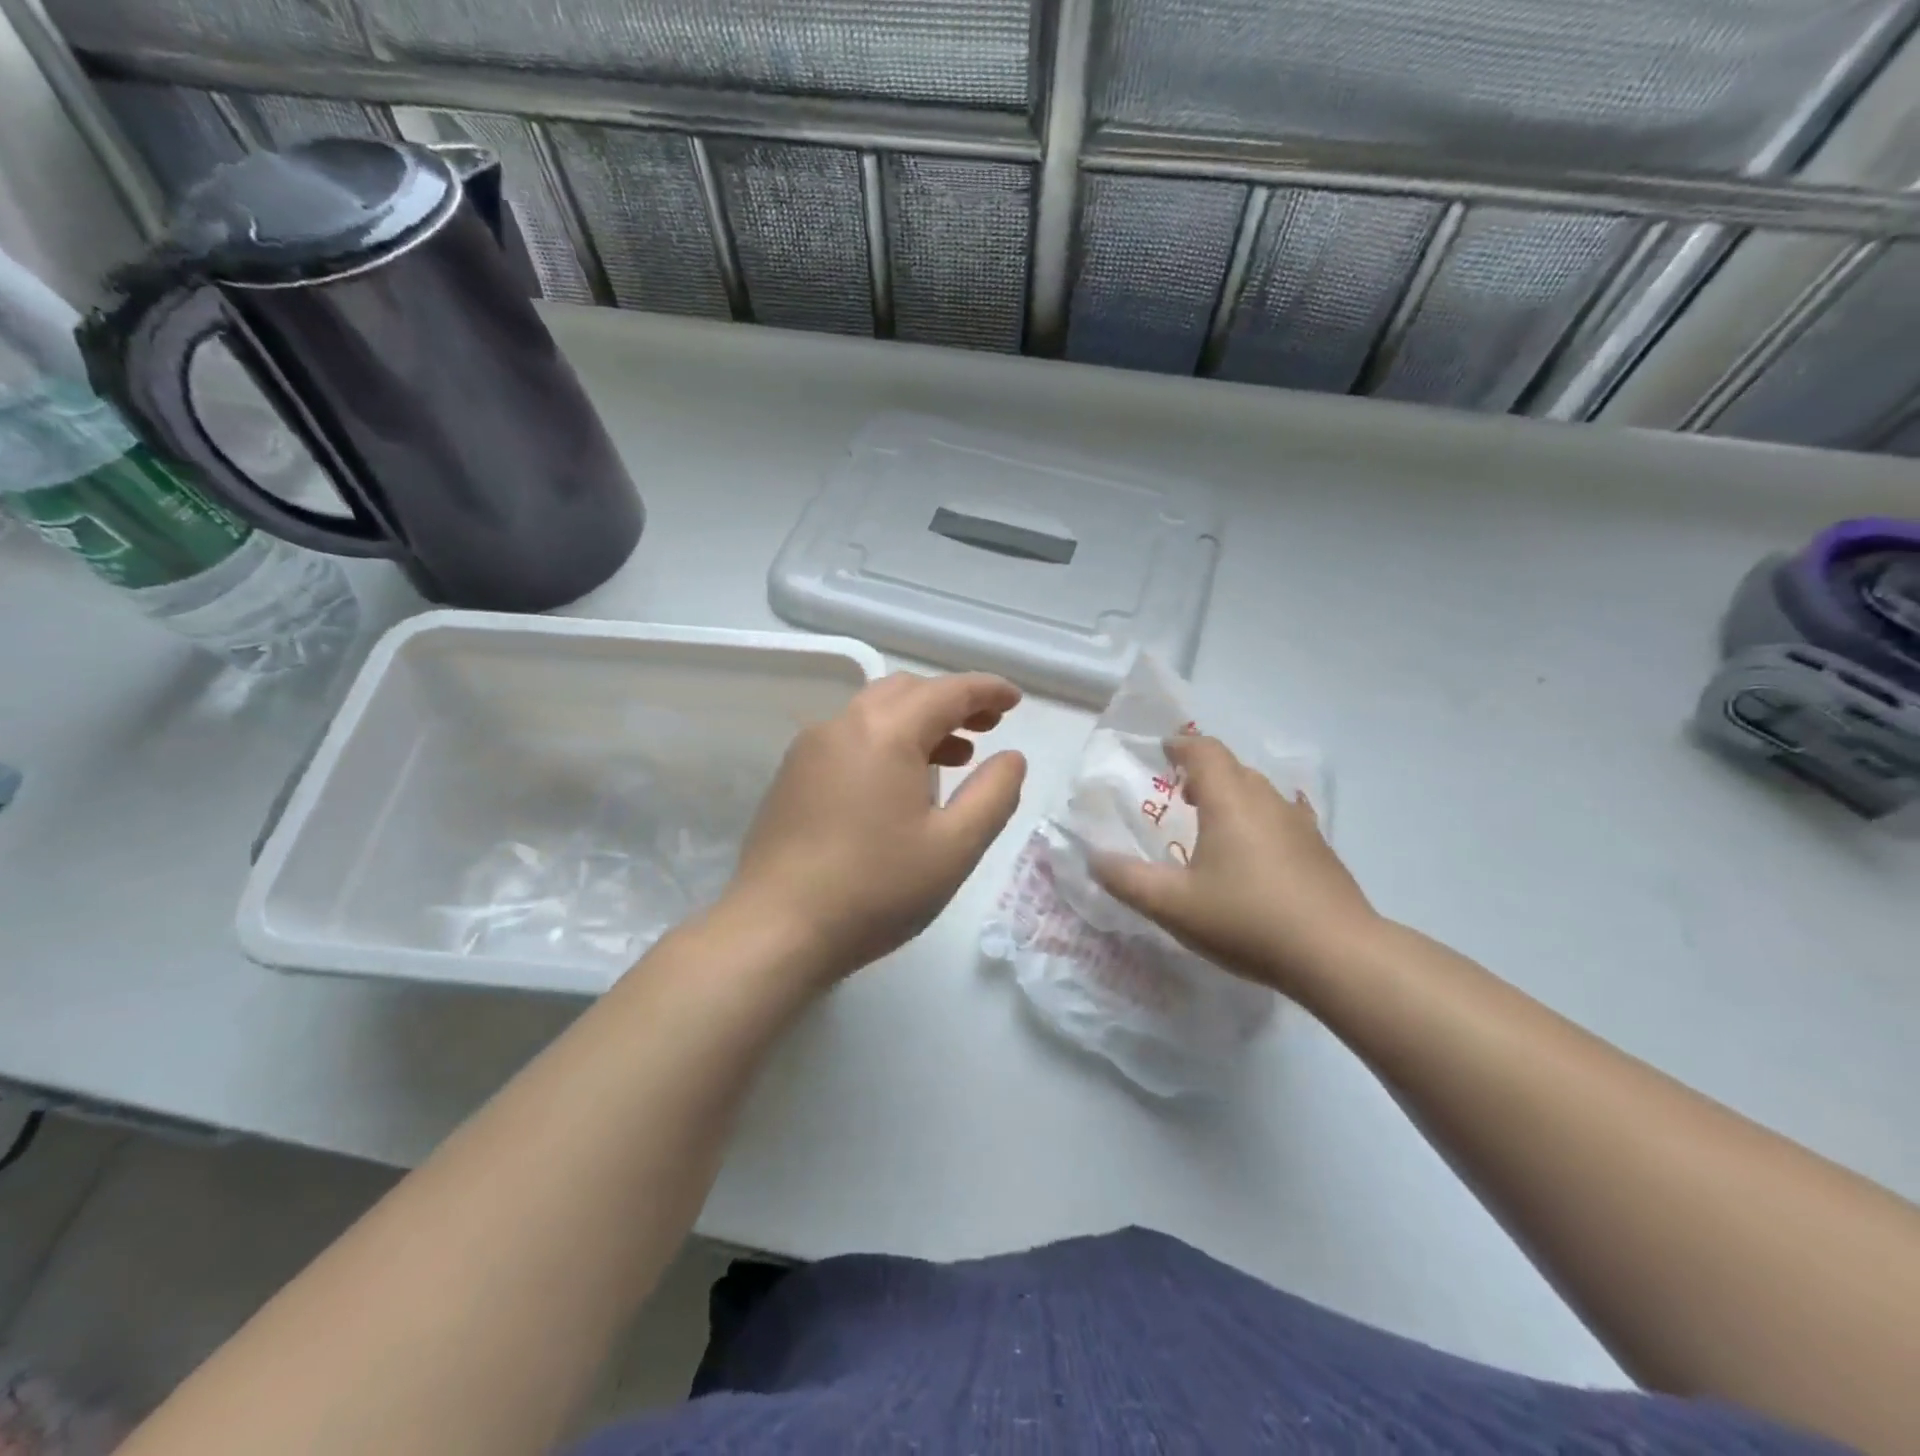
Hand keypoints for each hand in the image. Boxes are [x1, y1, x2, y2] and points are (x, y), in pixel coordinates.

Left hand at [723, 672, 1026, 986]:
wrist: (775, 930)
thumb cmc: (875, 889)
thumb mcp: (954, 847)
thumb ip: (994, 794)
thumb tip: (1011, 757)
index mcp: (885, 733)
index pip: (947, 692)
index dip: (987, 691)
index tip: (1014, 700)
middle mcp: (843, 725)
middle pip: (906, 691)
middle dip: (951, 701)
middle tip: (987, 728)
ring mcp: (809, 749)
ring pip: (874, 712)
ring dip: (918, 722)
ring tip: (953, 756)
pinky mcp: (791, 776)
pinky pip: (849, 738)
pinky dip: (885, 741)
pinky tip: (899, 783)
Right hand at [1092, 736, 1380, 995]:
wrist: (1338, 954)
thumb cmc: (1248, 920)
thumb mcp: (1173, 906)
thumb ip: (1127, 880)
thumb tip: (1094, 858)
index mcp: (1230, 801)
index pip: (1205, 751)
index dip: (1181, 746)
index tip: (1163, 751)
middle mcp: (1267, 801)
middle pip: (1233, 768)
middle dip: (1203, 771)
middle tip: (1178, 793)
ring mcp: (1300, 825)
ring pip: (1259, 793)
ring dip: (1232, 796)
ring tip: (1211, 824)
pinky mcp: (1320, 851)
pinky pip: (1280, 818)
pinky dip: (1257, 821)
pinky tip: (1253, 855)